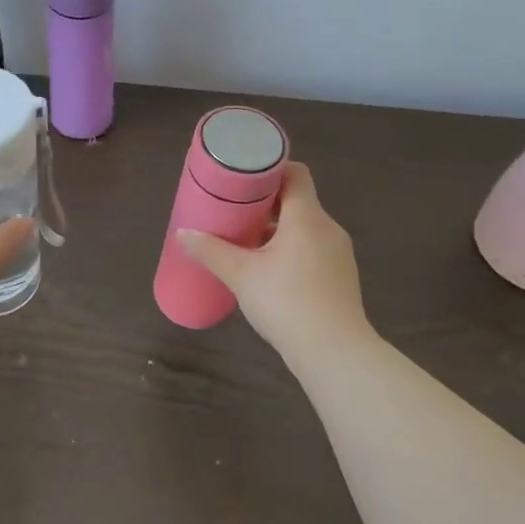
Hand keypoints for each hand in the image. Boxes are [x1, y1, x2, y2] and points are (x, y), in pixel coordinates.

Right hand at [176, 161, 370, 353]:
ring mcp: (339, 254)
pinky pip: (314, 250)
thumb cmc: (287, 302)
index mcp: (307, 216)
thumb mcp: (241, 275)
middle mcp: (328, 228)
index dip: (270, 170)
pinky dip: (293, 250)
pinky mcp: (341, 278)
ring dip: (279, 230)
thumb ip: (211, 251)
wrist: (335, 353)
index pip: (296, 173)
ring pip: (306, 228)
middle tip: (236, 211)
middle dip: (267, 204)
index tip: (244, 179)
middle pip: (298, 201)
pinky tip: (271, 272)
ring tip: (248, 243)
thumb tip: (183, 233)